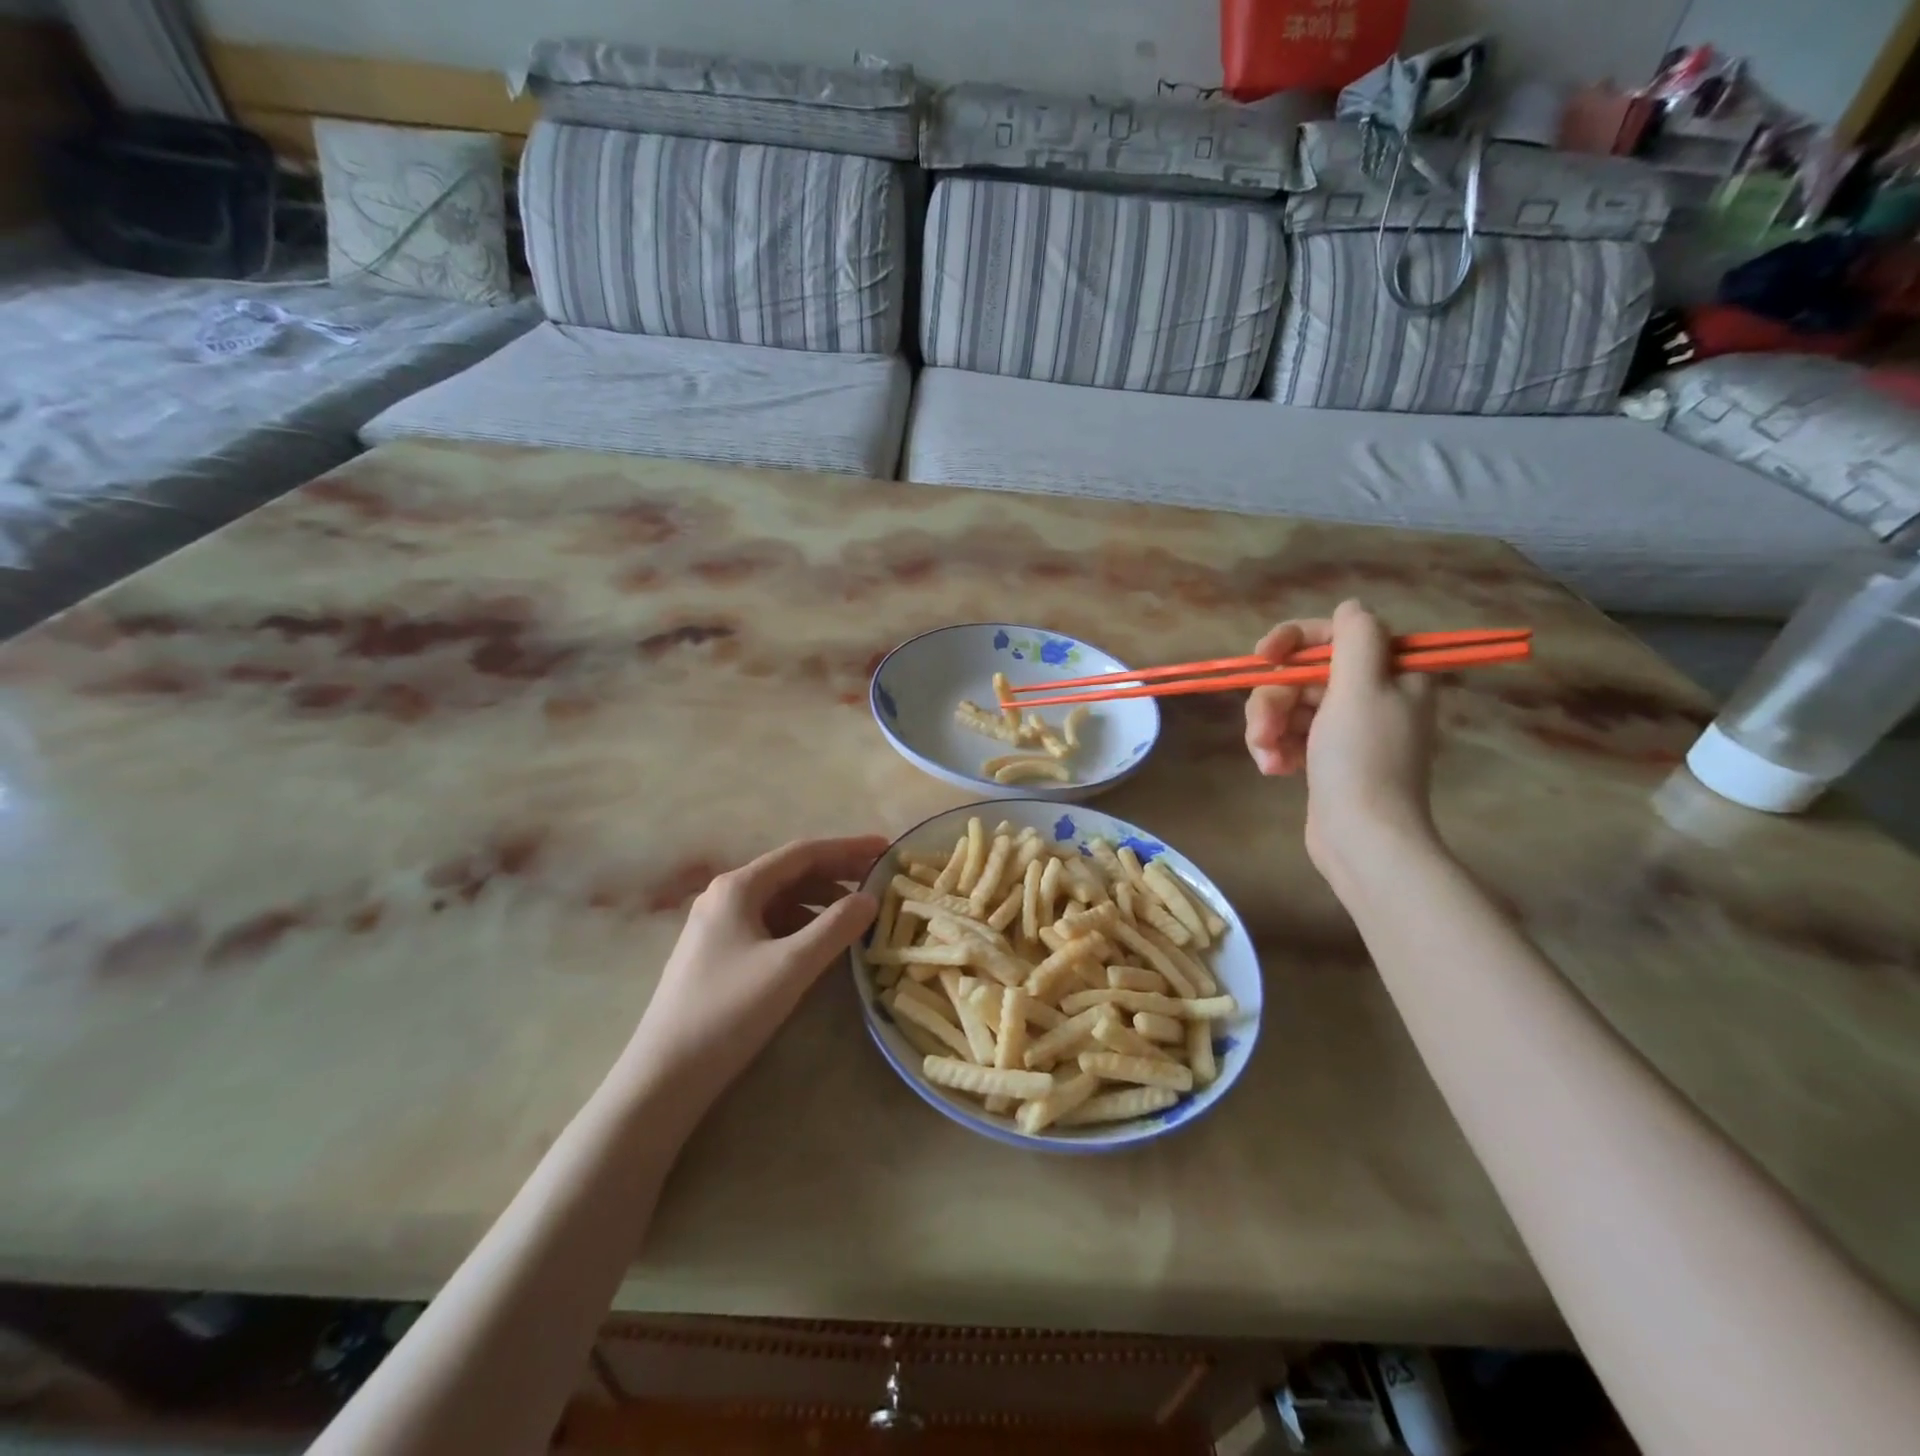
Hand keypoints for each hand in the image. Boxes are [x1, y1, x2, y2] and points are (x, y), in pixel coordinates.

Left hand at [618, 835, 887, 1107]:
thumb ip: (836, 927)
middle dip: (837, 875)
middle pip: (791, 873)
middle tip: (879, 882)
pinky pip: (769, 925)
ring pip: (780, 901)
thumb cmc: (728, 1012)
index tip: (886, 849)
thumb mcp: (791, 966)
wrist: (663, 1077)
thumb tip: (870, 898)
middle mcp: (725, 896)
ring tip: (856, 917)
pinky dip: (801, 927)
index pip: (803, 853)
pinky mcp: (717, 954)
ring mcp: (717, 926)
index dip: (848, 848)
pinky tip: (819, 945)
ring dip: (820, 903)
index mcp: (738, 887)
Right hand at [1244, 600, 1438, 886]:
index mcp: (1391, 673)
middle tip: (1264, 729)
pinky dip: (1277, 749)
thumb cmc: (1361, 759)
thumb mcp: (1361, 688)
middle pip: (1303, 674)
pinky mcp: (1327, 757)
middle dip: (1274, 700)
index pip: (1335, 635)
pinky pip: (1290, 735)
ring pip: (1289, 706)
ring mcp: (1348, 729)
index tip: (1262, 656)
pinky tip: (1275, 770)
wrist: (1362, 837)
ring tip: (1268, 759)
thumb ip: (1355, 638)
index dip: (1294, 640)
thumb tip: (1351, 608)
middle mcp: (1373, 695)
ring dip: (1269, 729)